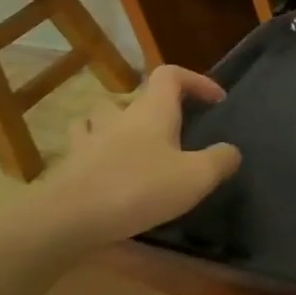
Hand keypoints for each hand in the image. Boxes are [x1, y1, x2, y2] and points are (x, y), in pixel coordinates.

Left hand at [37, 65, 241, 251]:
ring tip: (132, 143)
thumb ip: (220, 160)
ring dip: (117, 122)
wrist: (64, 220)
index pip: (171, 74)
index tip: (215, 101)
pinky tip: (103, 170)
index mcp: (152, 110)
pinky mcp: (67, 166)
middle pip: (136, 95)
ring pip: (100, 116)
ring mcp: (87, 139)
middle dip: (157, 107)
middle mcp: (119, 116)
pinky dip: (93, 151)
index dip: (195, 80)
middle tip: (174, 130)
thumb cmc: (137, 189)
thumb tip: (231, 151)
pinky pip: (81, 147)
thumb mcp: (195, 178)